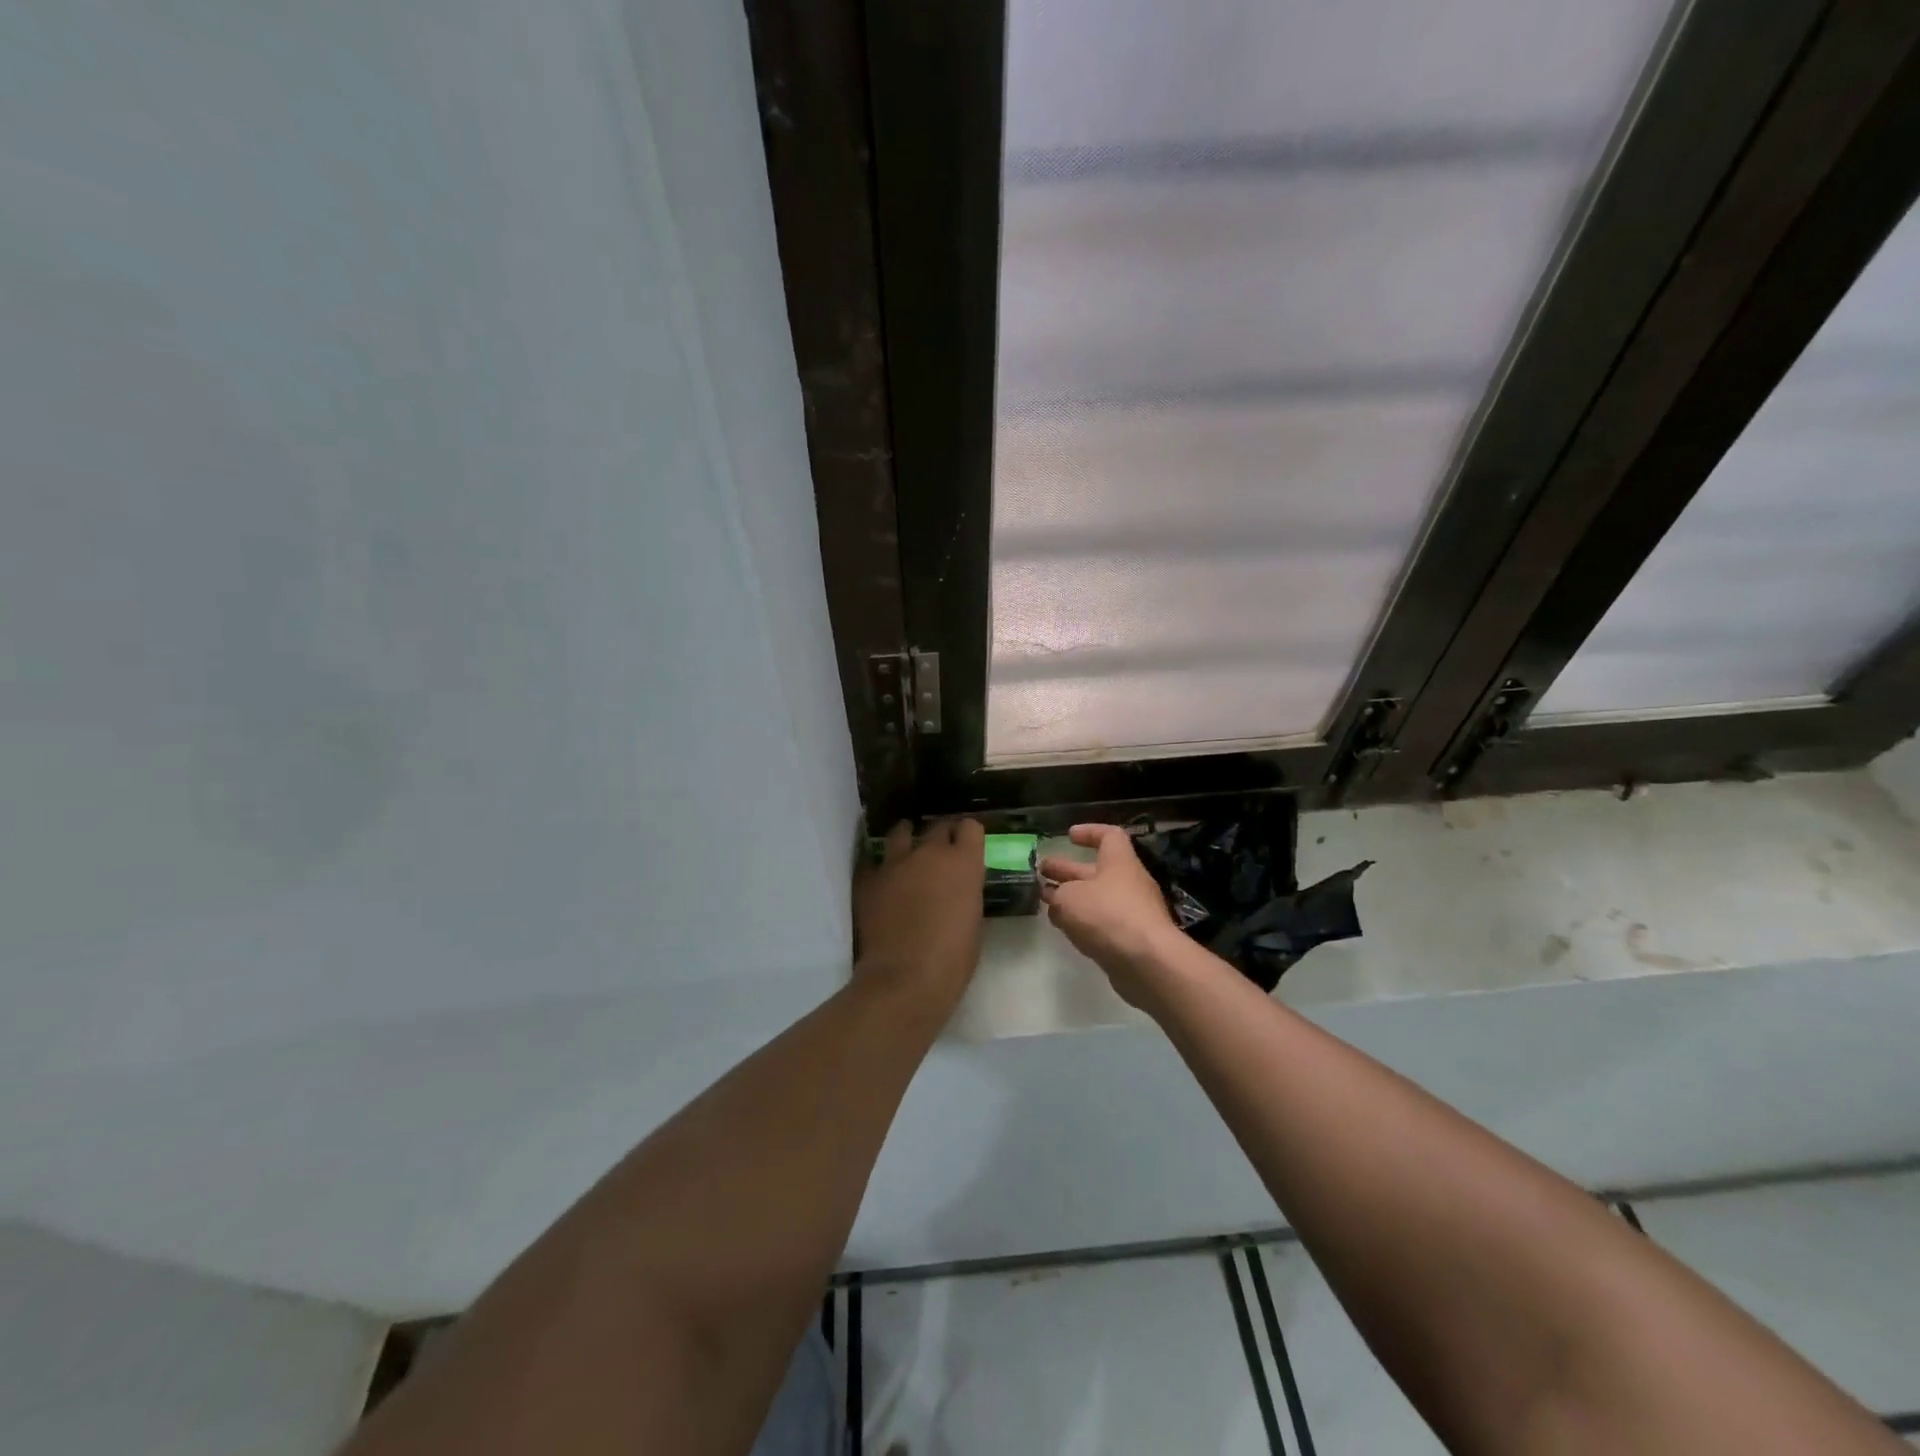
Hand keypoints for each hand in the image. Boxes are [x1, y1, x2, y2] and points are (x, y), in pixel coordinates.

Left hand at [854, 819, 985, 1009]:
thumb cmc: (952, 959)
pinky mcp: (869, 880)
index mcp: (963, 863)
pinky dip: (880, 867)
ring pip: (901, 832)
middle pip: (937, 826)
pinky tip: (883, 879)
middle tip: (942, 851)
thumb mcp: (972, 921)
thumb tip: (956, 890)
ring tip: (908, 850)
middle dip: (942, 835)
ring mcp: (895, 864)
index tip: (968, 845)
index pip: (970, 827)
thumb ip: (965, 894)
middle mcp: (929, 853)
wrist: (904, 979)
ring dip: (907, 838)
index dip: (969, 835)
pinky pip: (874, 862)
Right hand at [1039, 825, 1183, 1008]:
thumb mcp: (1069, 898)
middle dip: (1067, 871)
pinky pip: (1103, 923)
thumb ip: (1057, 895)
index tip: (1068, 836)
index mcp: (1119, 861)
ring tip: (1046, 901)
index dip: (1089, 832)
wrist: (1147, 961)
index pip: (1109, 836)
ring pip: (1097, 898)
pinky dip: (1083, 922)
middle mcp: (1128, 882)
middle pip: (1095, 870)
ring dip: (1072, 898)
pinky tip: (1064, 927)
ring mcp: (1132, 912)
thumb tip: (1056, 899)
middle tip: (1041, 871)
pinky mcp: (1131, 939)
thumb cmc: (1107, 915)